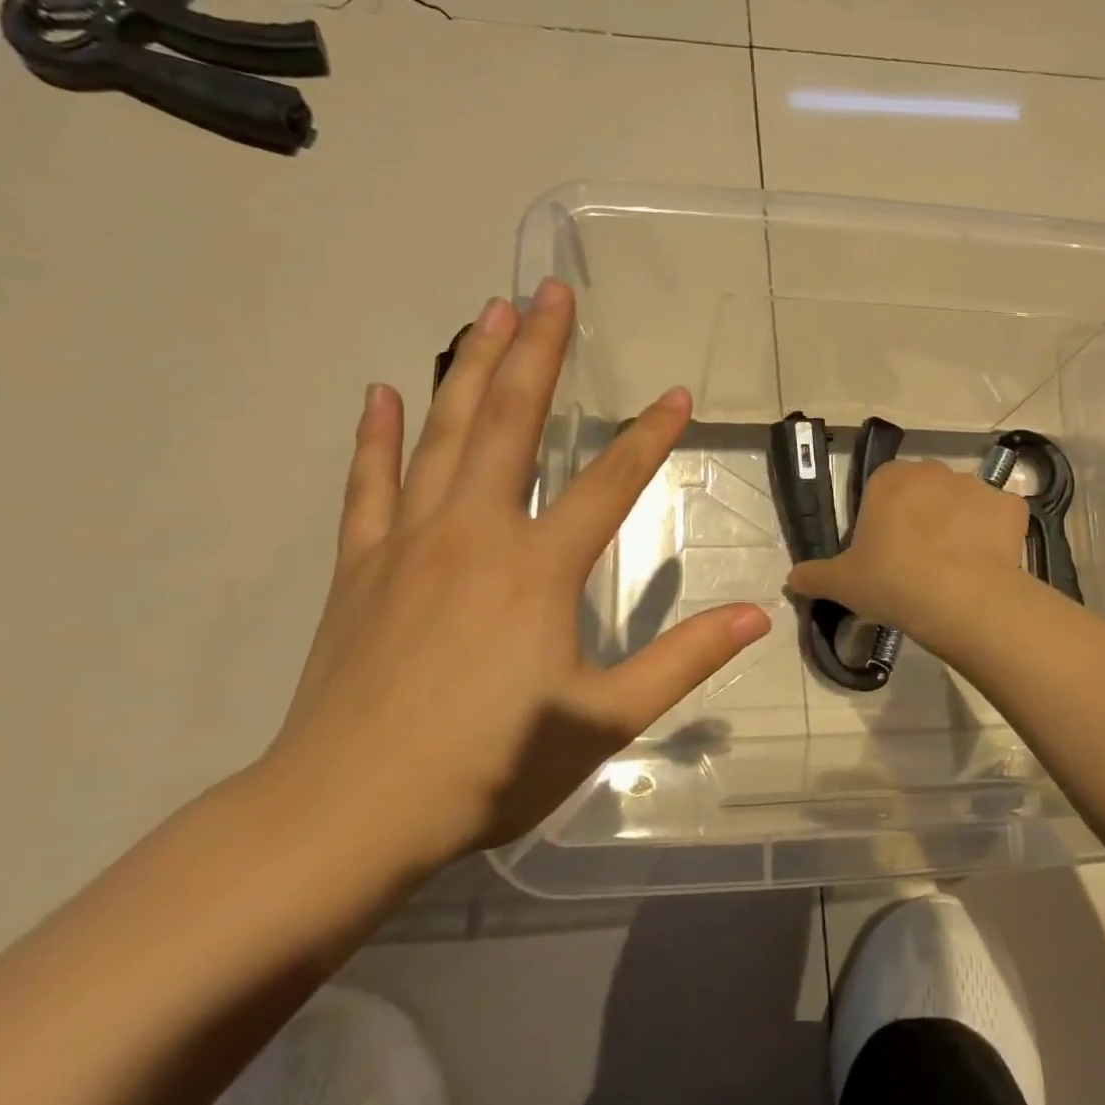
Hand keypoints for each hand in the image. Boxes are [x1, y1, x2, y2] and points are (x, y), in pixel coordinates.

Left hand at [261, 282, 771, 866]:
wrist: (345, 813)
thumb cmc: (488, 766)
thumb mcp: (605, 718)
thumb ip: (685, 659)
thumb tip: (758, 615)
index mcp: (538, 567)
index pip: (610, 481)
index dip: (650, 434)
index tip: (678, 393)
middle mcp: (474, 532)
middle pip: (512, 422)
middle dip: (539, 352)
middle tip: (551, 291)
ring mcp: (409, 543)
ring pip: (443, 434)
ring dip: (469, 368)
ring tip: (487, 312)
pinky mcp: (360, 567)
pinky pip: (369, 485)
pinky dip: (376, 436)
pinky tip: (380, 393)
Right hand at [786, 458, 1027, 639]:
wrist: (961, 598)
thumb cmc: (892, 581)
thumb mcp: (841, 583)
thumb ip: (814, 576)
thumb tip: (792, 579)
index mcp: (889, 479)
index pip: (882, 489)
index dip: (882, 520)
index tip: (883, 553)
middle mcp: (934, 471)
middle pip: (924, 491)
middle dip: (921, 517)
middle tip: (917, 561)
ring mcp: (977, 485)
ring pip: (962, 502)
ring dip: (958, 524)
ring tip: (955, 568)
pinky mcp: (1010, 506)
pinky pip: (999, 518)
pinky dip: (994, 536)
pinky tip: (986, 565)